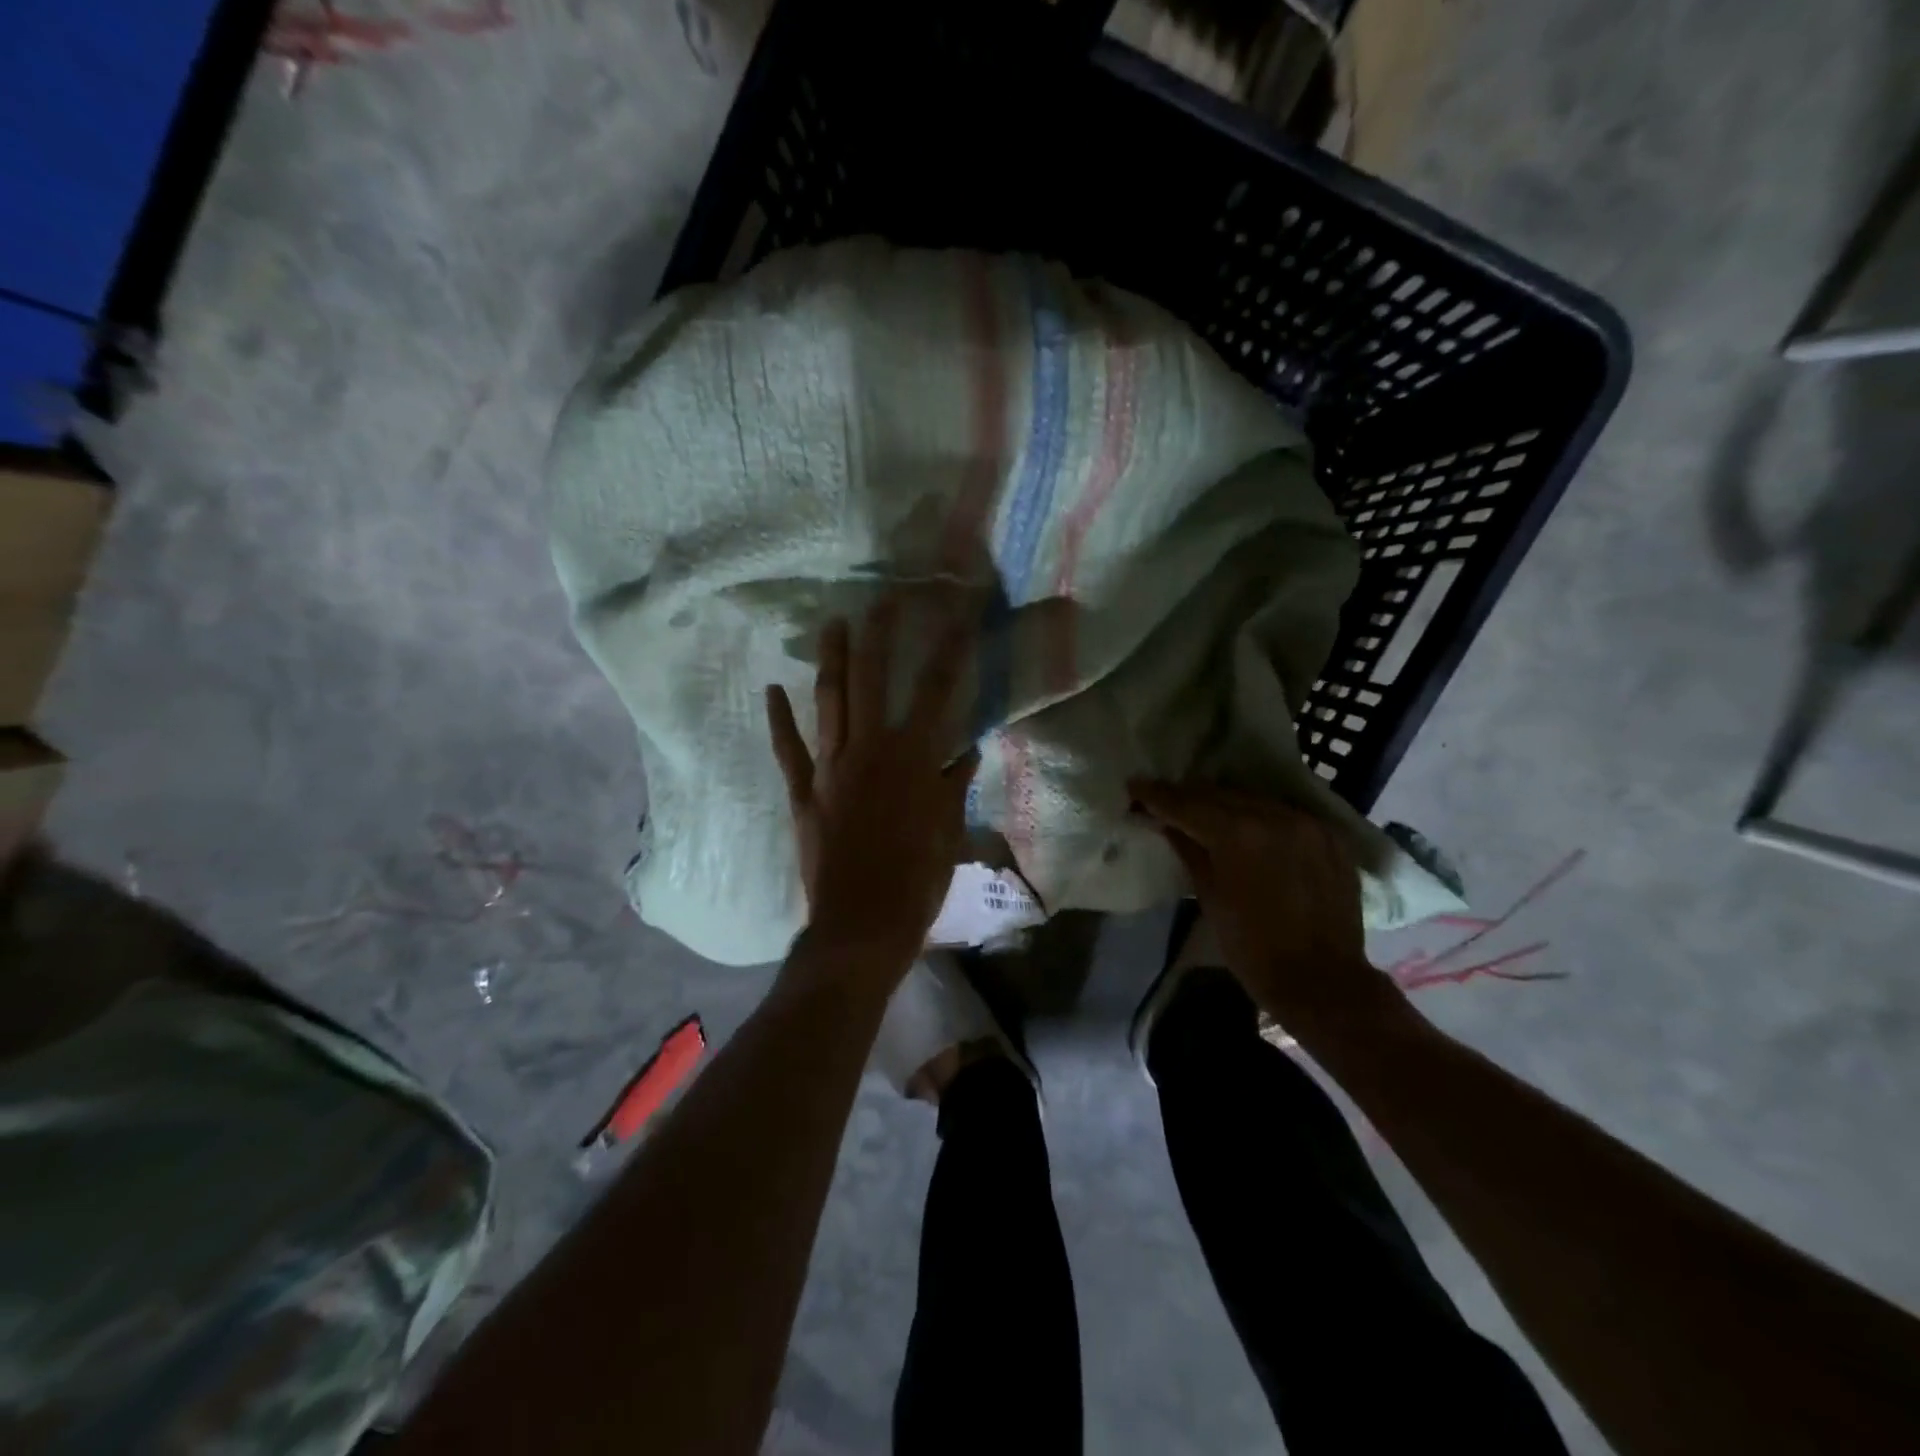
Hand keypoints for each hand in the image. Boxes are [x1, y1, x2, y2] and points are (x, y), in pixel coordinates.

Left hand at [766, 602, 978, 968]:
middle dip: (878, 635)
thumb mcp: (947, 833)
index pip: (936, 690)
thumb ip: (953, 787)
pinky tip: (772, 690)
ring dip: (831, 660)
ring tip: (832, 624)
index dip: (949, 649)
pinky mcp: (804, 792)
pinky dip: (780, 720)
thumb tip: (966, 752)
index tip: (957, 615)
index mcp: (914, 759)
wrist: (862, 924)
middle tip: (882, 599)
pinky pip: (789, 750)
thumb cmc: (916, 881)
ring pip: (830, 701)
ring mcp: (831, 768)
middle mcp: (870, 751)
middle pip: (872, 679)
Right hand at [1130, 781, 1383, 1023]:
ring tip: (1203, 809)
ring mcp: (1307, 824)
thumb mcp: (1210, 897)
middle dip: (1189, 796)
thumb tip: (1168, 824)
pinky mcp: (1330, 837)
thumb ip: (1189, 851)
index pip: (1188, 805)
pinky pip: (1284, 814)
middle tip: (1164, 798)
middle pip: (1221, 795)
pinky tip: (1248, 826)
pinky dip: (1261, 816)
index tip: (1135, 785)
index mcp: (1239, 834)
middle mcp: (1274, 816)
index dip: (1158, 795)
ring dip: (1226, 803)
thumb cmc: (1252, 947)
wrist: (1321, 980)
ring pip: (1254, 800)